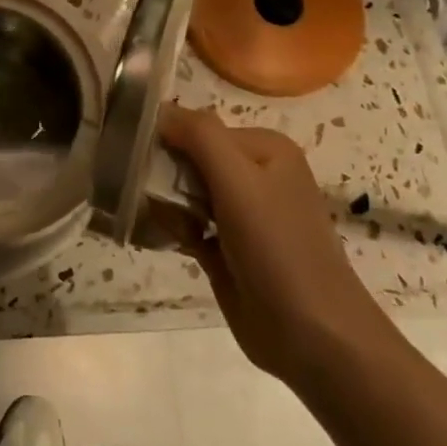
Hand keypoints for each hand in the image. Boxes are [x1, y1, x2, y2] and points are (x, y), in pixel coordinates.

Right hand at [158, 105, 392, 384]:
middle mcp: (254, 175)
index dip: (164, 139)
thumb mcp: (239, 180)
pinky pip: (186, 224)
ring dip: (163, 203)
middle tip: (139, 192)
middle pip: (188, 158)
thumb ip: (199, 135)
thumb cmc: (277, 248)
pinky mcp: (227, 249)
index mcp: (264, 149)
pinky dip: (172, 228)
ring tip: (153, 219)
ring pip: (183, 193)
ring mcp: (240, 215)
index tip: (133, 157)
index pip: (198, 127)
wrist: (313, 336)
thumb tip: (157, 110)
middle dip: (161, 174)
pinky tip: (163, 239)